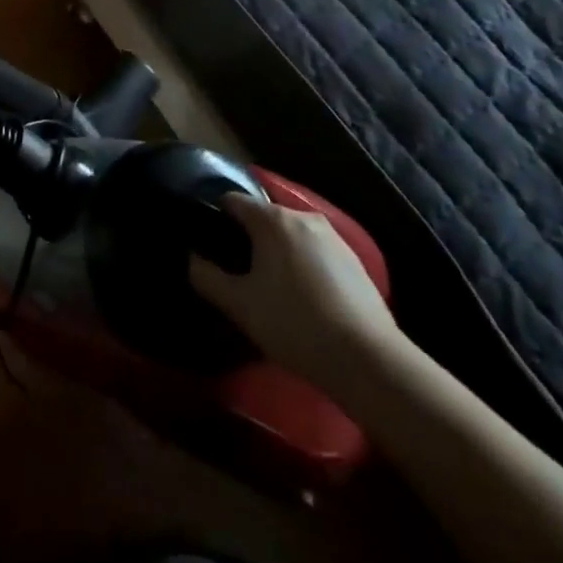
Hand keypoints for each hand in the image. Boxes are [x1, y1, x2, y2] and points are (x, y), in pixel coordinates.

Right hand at [189, 194, 398, 393]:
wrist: (370, 362)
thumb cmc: (295, 324)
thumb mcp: (239, 305)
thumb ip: (206, 277)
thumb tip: (191, 258)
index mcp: (272, 219)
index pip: (232, 201)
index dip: (216, 219)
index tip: (210, 245)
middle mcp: (303, 216)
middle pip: (263, 216)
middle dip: (248, 237)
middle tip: (239, 272)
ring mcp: (334, 237)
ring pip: (291, 235)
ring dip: (277, 252)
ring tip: (271, 288)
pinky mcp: (356, 261)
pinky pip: (315, 252)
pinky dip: (303, 265)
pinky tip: (304, 299)